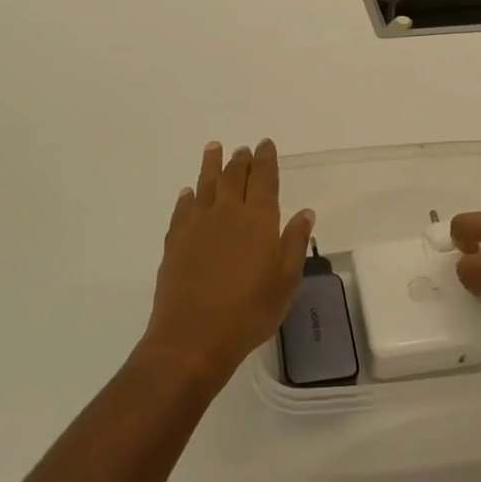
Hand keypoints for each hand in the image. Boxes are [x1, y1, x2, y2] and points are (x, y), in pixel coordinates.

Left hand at [141, 140, 315, 390]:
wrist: (193, 338)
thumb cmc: (250, 311)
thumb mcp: (286, 280)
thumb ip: (295, 242)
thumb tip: (305, 212)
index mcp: (259, 219)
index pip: (264, 178)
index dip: (266, 159)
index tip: (265, 144)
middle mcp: (228, 212)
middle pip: (234, 176)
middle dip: (240, 159)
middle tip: (243, 148)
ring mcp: (198, 225)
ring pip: (206, 184)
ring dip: (211, 165)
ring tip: (214, 148)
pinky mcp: (175, 241)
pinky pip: (182, 209)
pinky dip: (187, 197)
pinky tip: (188, 192)